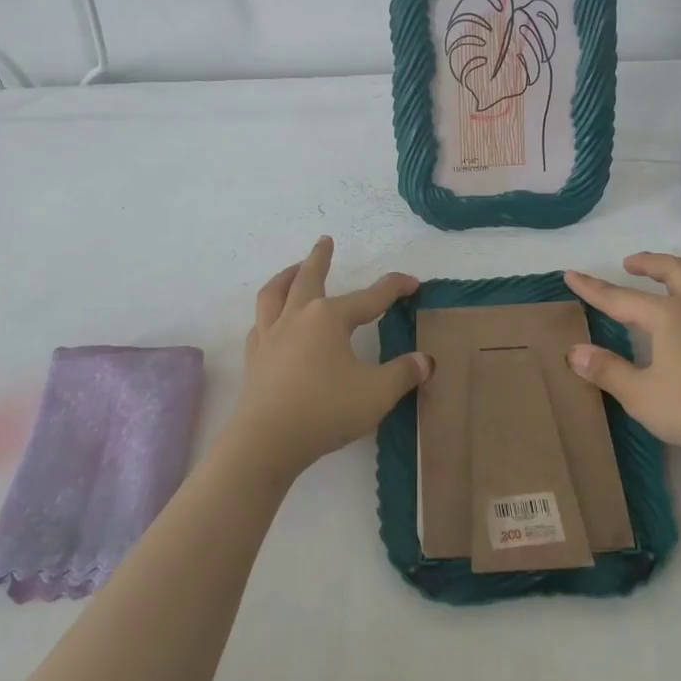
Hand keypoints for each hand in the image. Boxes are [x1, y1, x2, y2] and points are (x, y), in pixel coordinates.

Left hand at [227, 237, 431, 476]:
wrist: (267, 440)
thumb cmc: (326, 410)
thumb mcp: (377, 393)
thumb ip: (403, 374)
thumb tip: (425, 361)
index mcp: (329, 318)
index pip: (370, 297)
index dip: (394, 288)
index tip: (412, 283)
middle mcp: (297, 317)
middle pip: (309, 277)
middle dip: (320, 257)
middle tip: (325, 241)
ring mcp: (271, 335)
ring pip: (275, 292)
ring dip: (287, 275)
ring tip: (294, 269)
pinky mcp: (255, 357)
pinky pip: (260, 322)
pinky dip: (269, 312)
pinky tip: (273, 320)